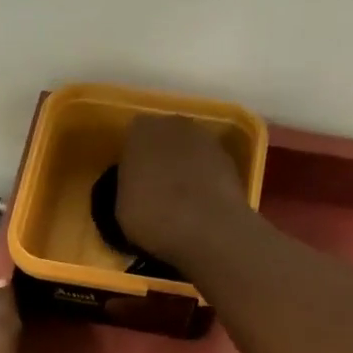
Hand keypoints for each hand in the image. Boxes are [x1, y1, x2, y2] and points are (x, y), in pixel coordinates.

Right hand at [116, 114, 248, 263]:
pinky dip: (204, 182)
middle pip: (162, 140)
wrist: (210, 228)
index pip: (131, 139)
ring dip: (183, 170)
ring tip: (179, 203)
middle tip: (154, 192)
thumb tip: (135, 190)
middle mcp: (174, 124)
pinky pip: (208, 169)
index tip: (131, 186)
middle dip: (159, 161)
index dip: (131, 163)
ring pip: (187, 153)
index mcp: (141, 131)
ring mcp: (206, 139)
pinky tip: (199, 208)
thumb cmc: (155, 217)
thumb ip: (126, 189)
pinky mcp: (230, 160)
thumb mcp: (121, 210)